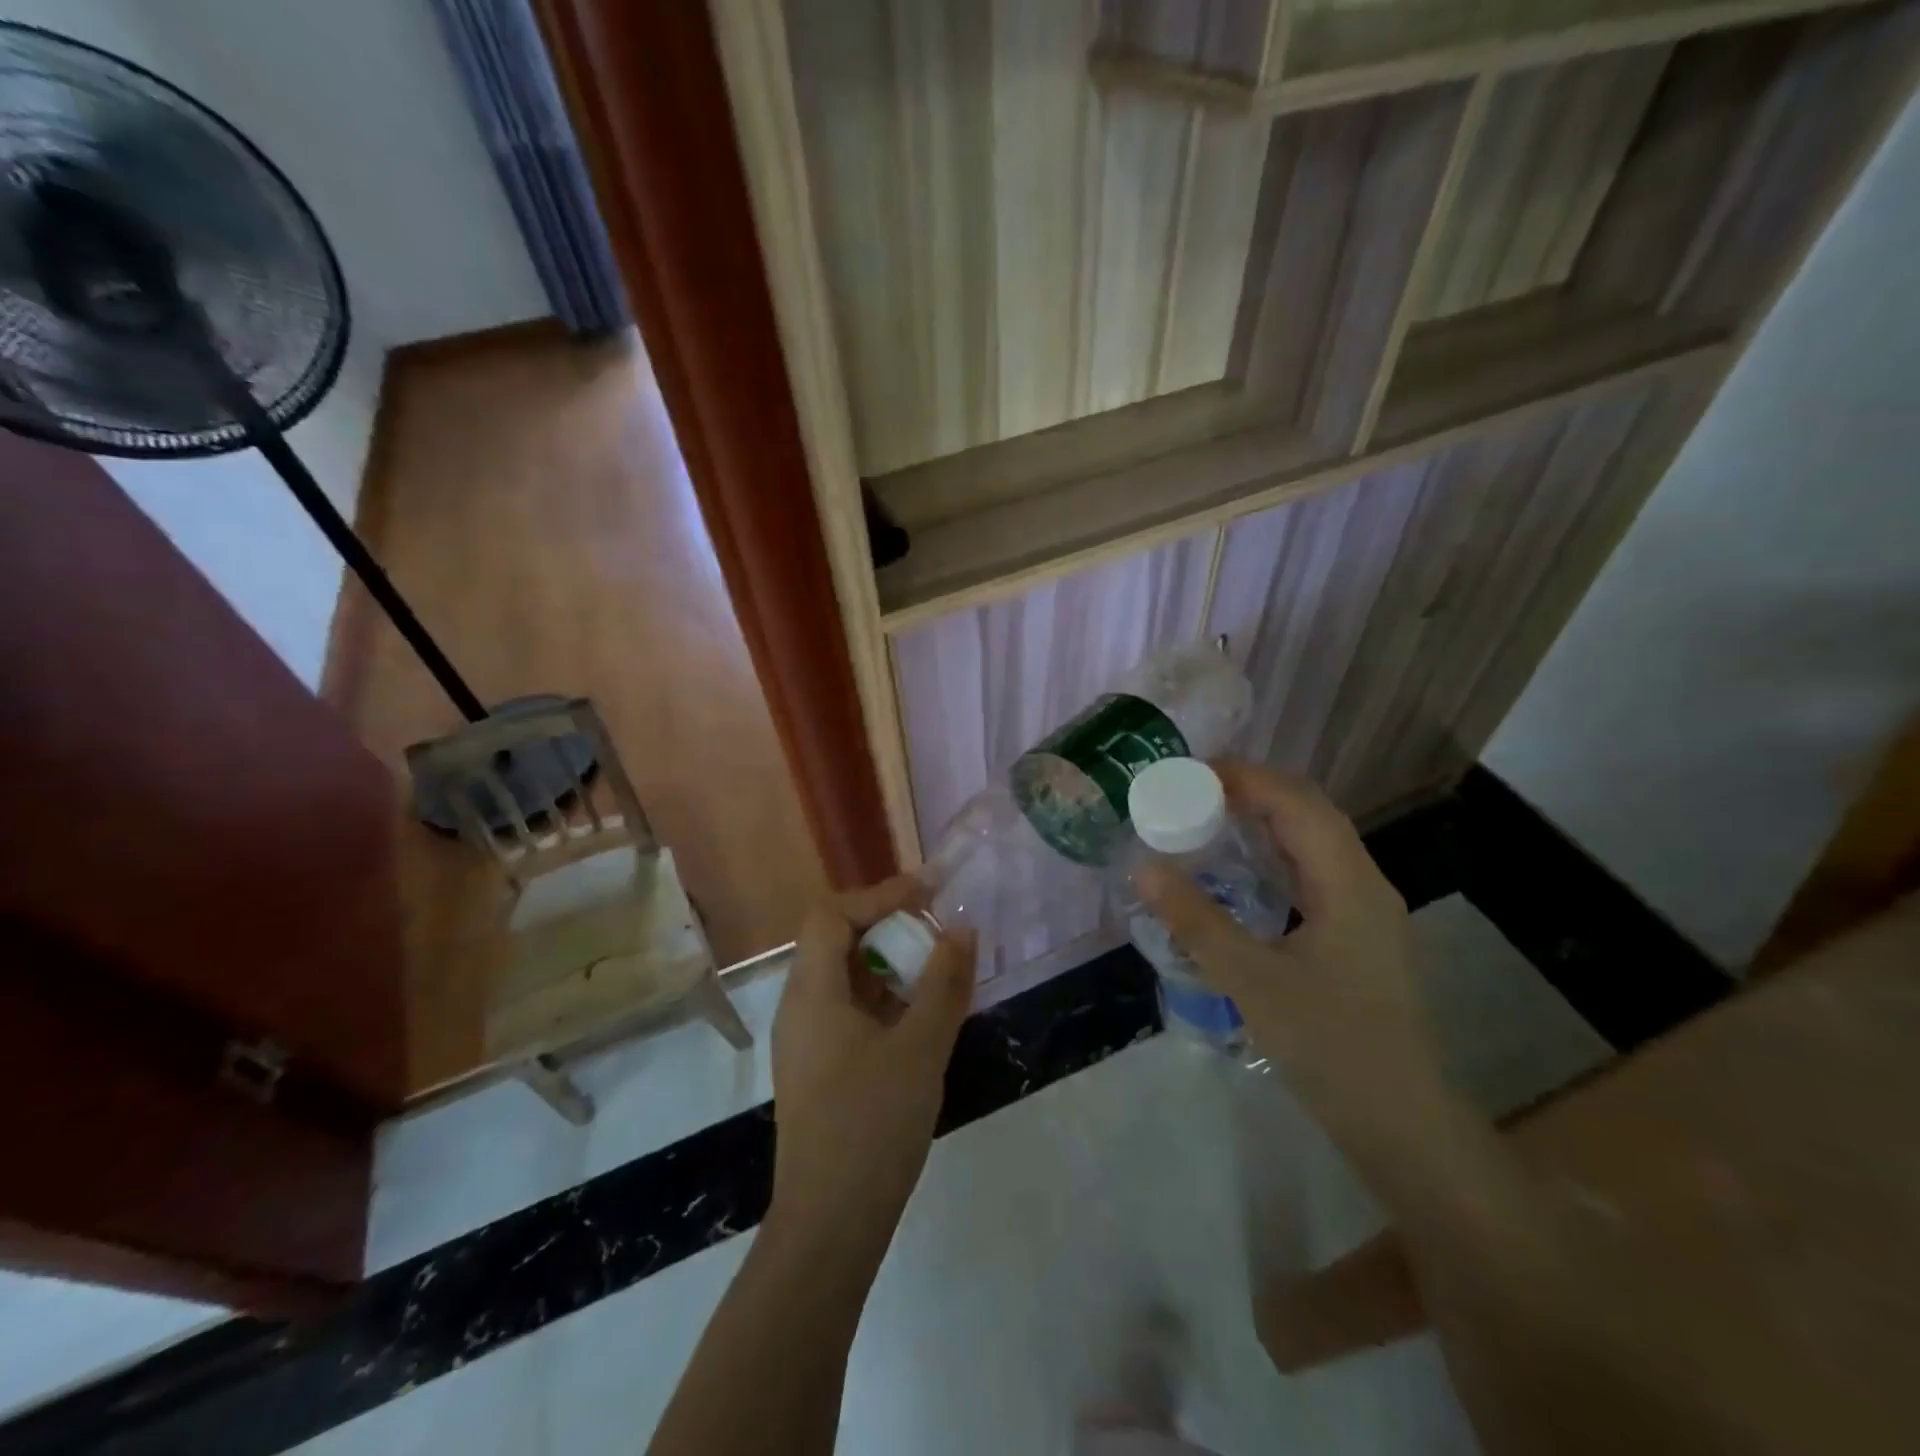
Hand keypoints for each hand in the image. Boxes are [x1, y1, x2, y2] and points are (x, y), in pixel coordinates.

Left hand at [769, 877, 974, 1257]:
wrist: (830, 1226)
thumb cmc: (872, 1125)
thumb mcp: (921, 1047)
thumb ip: (944, 982)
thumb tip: (962, 929)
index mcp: (811, 992)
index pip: (832, 915)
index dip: (879, 896)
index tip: (929, 894)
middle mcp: (799, 1008)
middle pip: (836, 942)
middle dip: (888, 929)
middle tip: (937, 933)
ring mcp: (806, 1042)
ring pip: (844, 980)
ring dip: (889, 967)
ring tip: (937, 973)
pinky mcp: (818, 1070)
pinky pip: (849, 1012)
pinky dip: (884, 1001)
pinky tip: (920, 1020)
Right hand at [1137, 758, 1438, 1127]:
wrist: (1404, 1126)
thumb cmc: (1331, 1047)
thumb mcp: (1251, 981)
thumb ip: (1195, 920)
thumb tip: (1143, 866)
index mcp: (1348, 884)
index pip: (1297, 803)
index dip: (1245, 777)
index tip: (1189, 771)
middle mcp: (1365, 884)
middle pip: (1311, 813)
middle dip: (1254, 790)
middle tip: (1191, 791)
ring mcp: (1366, 912)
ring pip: (1315, 842)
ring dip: (1266, 820)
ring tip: (1209, 817)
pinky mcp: (1358, 937)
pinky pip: (1314, 873)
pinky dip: (1276, 855)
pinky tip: (1242, 872)